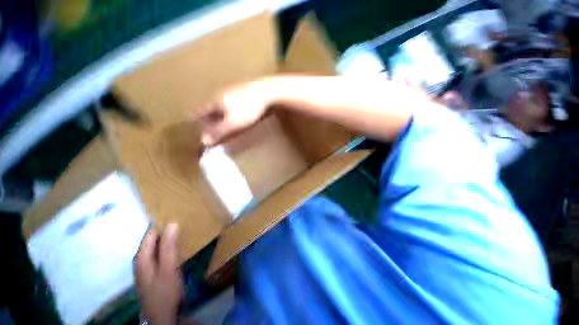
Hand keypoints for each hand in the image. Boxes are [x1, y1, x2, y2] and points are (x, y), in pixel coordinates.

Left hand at [134, 224, 181, 324]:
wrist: (163, 315)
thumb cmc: (164, 291)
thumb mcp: (168, 267)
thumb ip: (168, 246)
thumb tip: (172, 223)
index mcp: (142, 256)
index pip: (151, 232)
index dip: (164, 224)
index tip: (180, 217)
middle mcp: (142, 259)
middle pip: (154, 239)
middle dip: (168, 230)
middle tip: (186, 224)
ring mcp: (148, 266)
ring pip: (159, 246)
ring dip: (171, 239)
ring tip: (185, 232)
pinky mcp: (155, 271)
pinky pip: (162, 253)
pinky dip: (171, 248)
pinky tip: (181, 247)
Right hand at [199, 79, 273, 145]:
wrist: (266, 91)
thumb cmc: (248, 109)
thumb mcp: (233, 123)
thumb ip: (219, 132)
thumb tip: (203, 141)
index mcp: (215, 100)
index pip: (200, 111)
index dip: (196, 120)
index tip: (194, 126)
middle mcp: (220, 93)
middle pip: (209, 107)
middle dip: (207, 118)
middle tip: (207, 127)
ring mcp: (231, 91)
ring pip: (219, 104)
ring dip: (218, 114)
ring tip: (220, 122)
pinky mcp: (241, 91)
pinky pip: (230, 102)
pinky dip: (228, 110)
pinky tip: (234, 113)